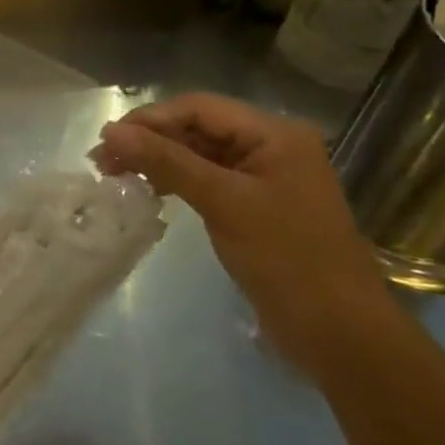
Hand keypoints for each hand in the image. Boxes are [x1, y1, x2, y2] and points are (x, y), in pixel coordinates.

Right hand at [95, 93, 400, 378]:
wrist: (341, 336)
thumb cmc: (287, 260)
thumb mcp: (224, 203)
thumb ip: (167, 162)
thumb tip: (112, 131)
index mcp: (274, 133)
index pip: (199, 108)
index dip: (150, 119)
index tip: (107, 140)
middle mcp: (271, 146)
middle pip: (198, 127)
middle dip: (150, 140)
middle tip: (103, 161)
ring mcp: (264, 177)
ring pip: (199, 153)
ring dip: (158, 161)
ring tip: (116, 175)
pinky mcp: (255, 205)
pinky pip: (207, 179)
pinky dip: (176, 181)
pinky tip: (150, 192)